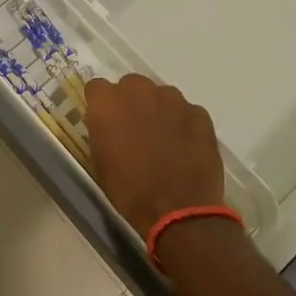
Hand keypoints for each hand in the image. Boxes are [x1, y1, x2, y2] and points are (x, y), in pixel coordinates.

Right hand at [85, 74, 225, 240]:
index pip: (97, 88)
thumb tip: (109, 123)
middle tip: (135, 130)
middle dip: (131, 103)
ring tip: (164, 140)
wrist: (178, 210)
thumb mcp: (100, 161)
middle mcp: (139, 90)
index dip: (101, 105)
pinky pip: (186, 112)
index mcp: (108, 101)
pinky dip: (184, 124)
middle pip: (131, 86)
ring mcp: (173, 99)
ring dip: (159, 111)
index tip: (105, 122)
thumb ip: (101, 131)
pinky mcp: (199, 113)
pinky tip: (185, 148)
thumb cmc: (129, 189)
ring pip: (161, 96)